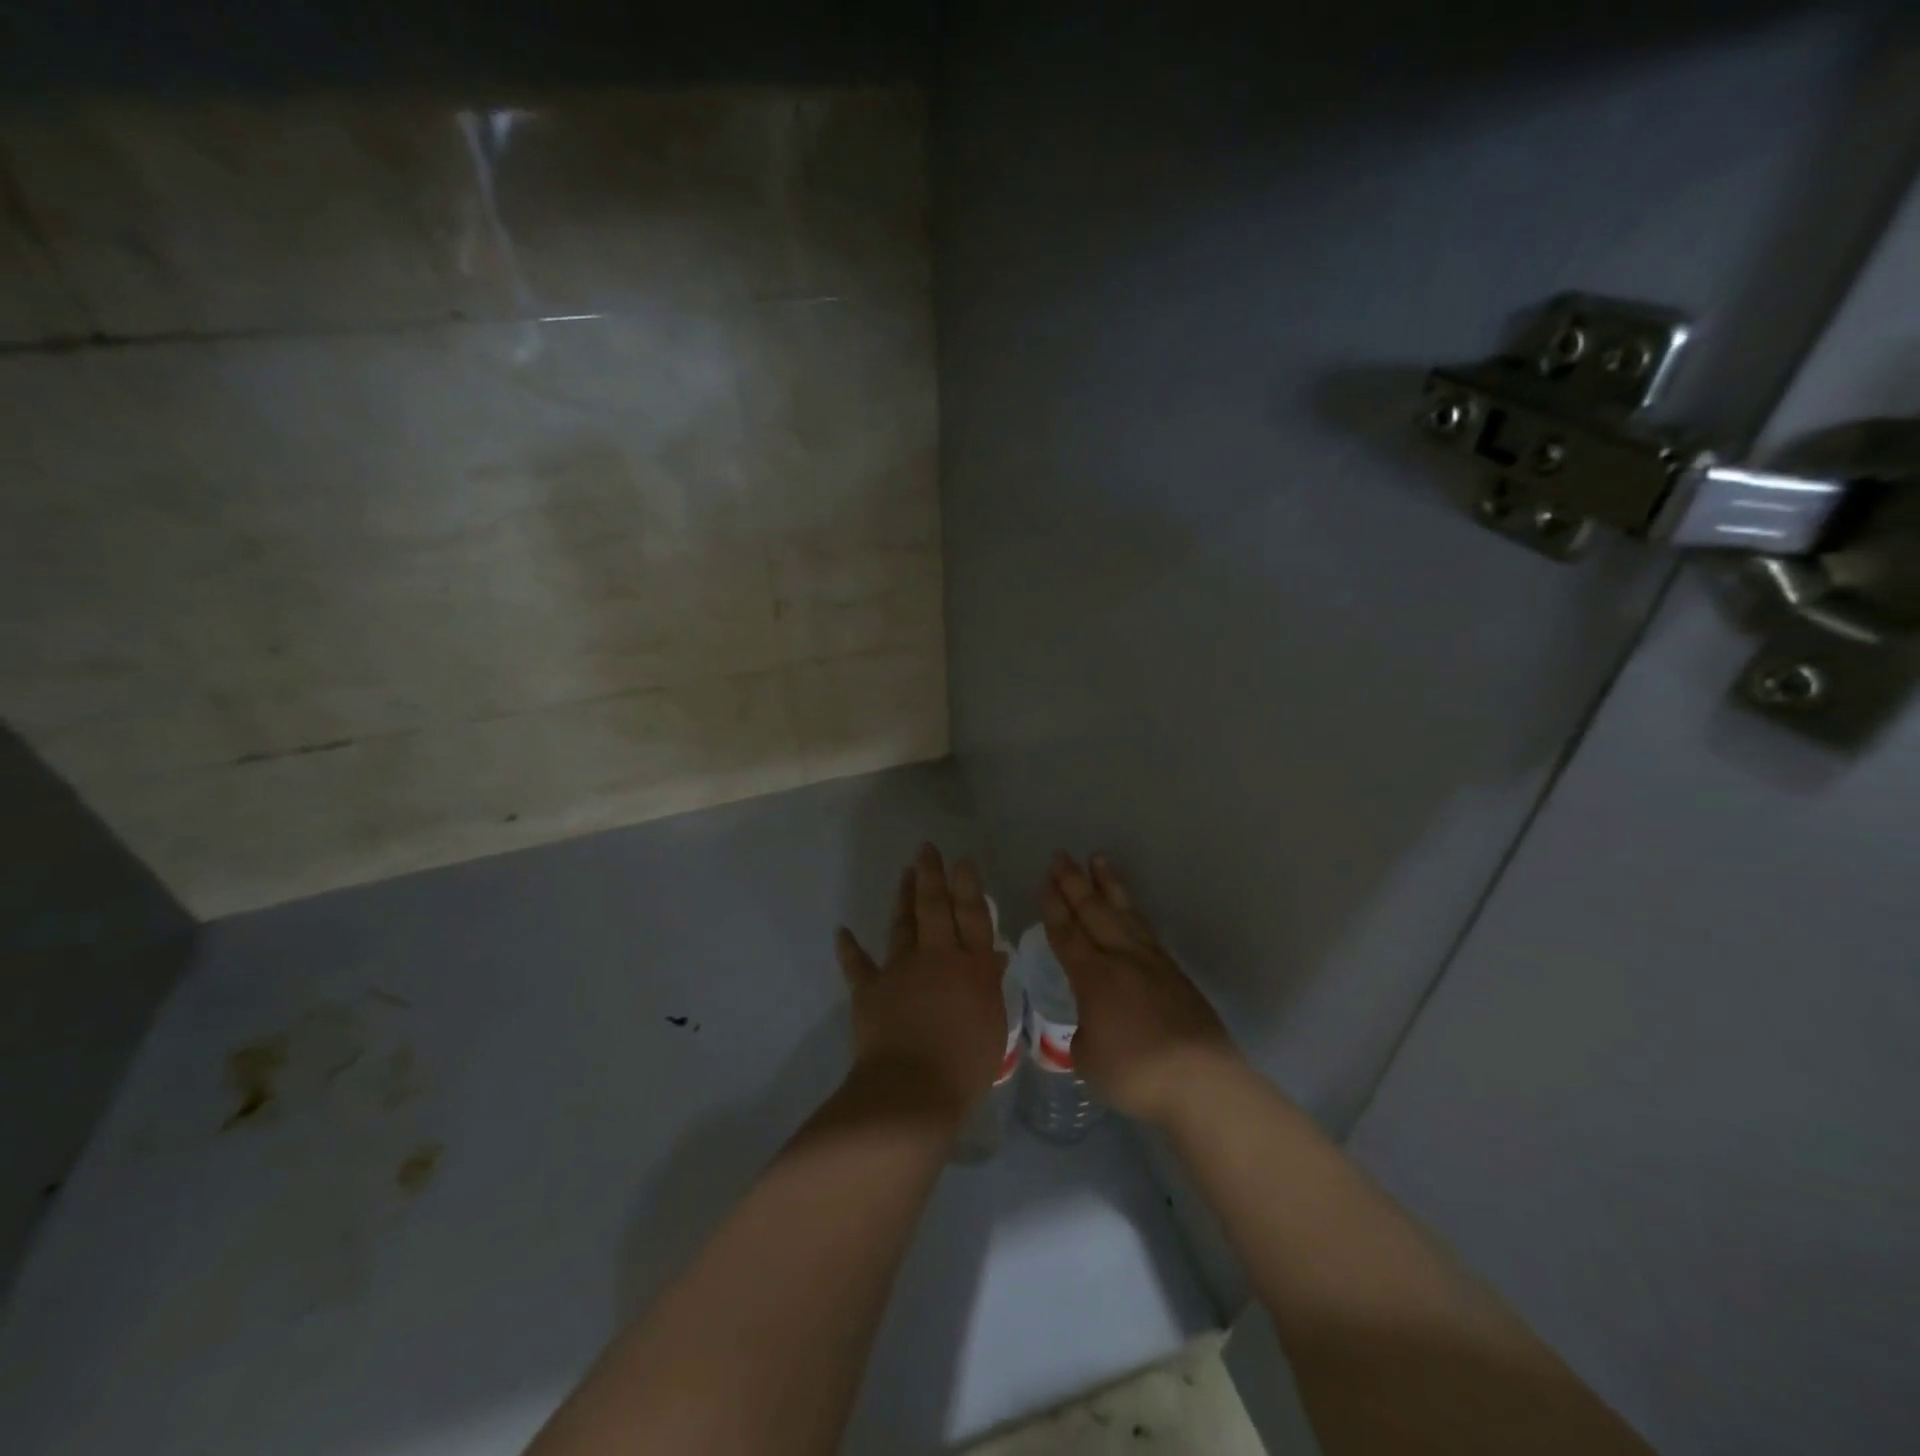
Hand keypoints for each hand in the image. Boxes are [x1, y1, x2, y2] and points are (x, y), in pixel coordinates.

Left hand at [835, 844, 1010, 1125]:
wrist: (912, 1090)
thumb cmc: (965, 1065)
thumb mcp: (993, 1025)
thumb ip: (989, 985)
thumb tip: (992, 956)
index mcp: (971, 967)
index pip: (972, 917)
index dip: (968, 886)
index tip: (962, 861)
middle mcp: (936, 958)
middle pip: (934, 908)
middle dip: (931, 875)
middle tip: (927, 849)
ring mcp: (900, 970)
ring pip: (902, 925)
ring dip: (903, 897)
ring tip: (905, 873)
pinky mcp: (870, 989)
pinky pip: (858, 964)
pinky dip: (849, 947)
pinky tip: (842, 931)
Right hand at [1042, 852, 1239, 1128]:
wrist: (1201, 1081)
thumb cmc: (1135, 1073)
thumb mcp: (1088, 1058)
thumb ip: (1084, 1032)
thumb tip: (1092, 1023)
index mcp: (1093, 977)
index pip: (1067, 934)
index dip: (1054, 907)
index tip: (1046, 881)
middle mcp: (1122, 959)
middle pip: (1093, 912)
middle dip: (1074, 883)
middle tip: (1061, 856)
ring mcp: (1153, 962)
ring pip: (1124, 913)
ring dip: (1108, 885)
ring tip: (1098, 859)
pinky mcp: (1176, 974)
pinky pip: (1145, 930)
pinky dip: (1132, 912)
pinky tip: (1129, 909)